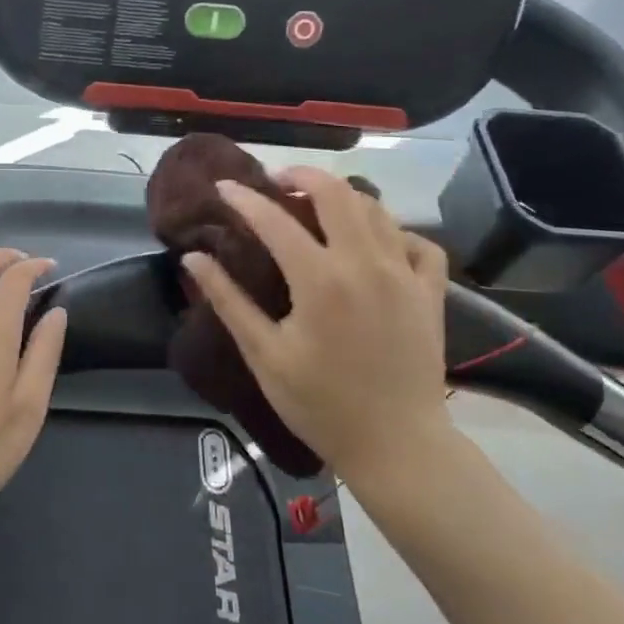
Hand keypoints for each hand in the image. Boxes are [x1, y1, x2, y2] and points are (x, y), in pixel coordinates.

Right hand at [181, 167, 451, 479]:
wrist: (398, 447)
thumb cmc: (322, 404)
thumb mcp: (264, 355)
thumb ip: (228, 301)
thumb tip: (193, 259)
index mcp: (320, 280)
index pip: (274, 219)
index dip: (244, 198)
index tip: (223, 186)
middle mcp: (364, 263)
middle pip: (335, 192)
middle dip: (302, 176)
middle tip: (277, 183)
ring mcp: (404, 274)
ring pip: (376, 209)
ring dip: (343, 197)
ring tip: (318, 206)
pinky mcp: (430, 292)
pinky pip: (419, 242)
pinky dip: (397, 232)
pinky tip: (378, 244)